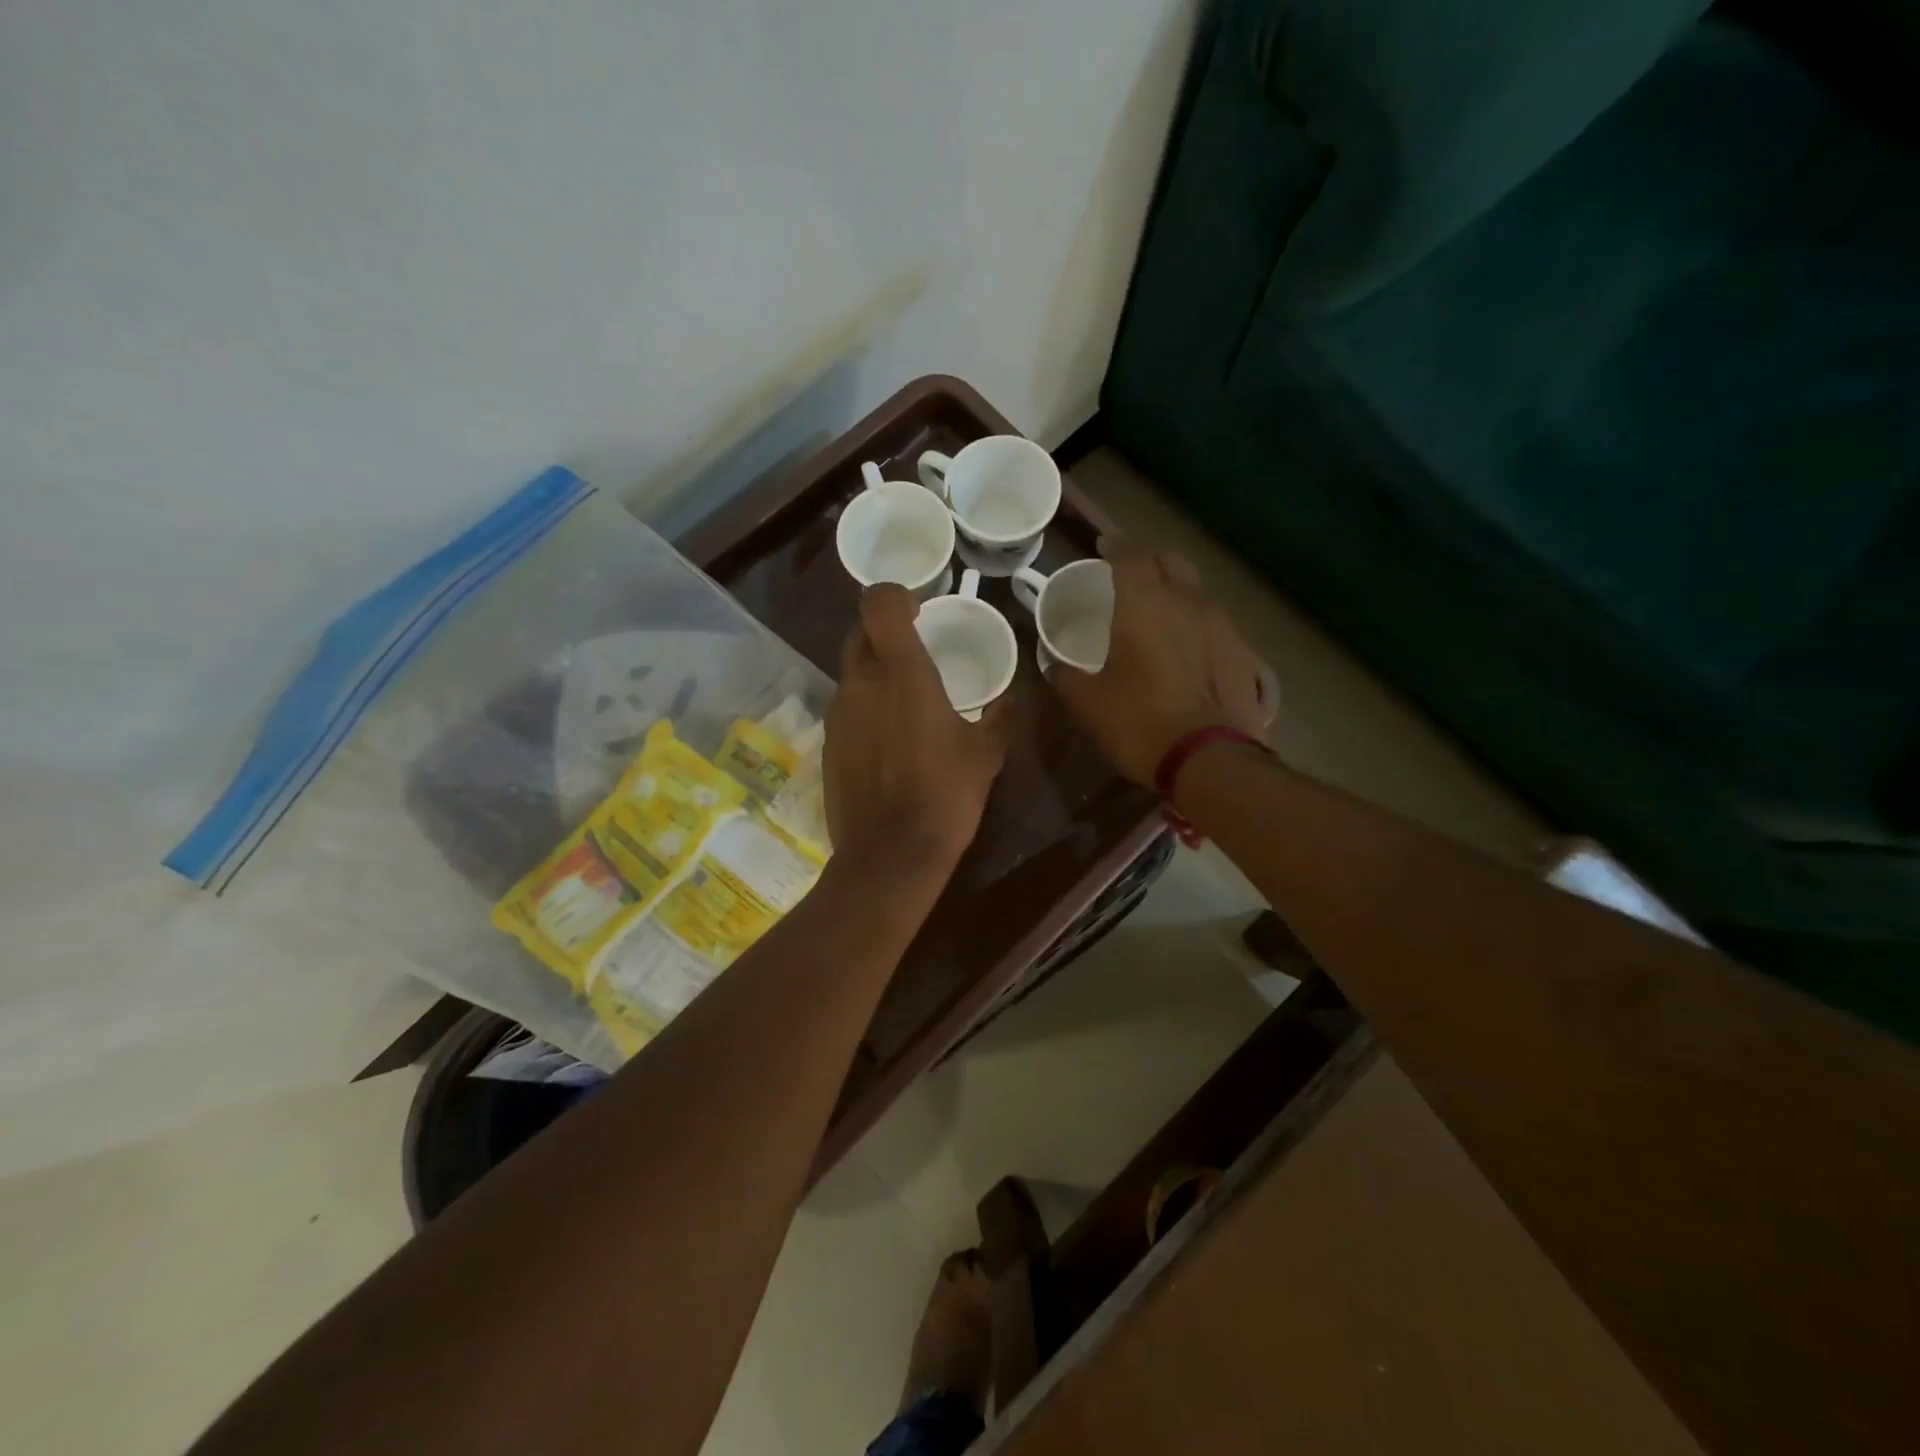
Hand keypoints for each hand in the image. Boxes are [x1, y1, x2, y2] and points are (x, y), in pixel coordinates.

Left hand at [824, 584, 1012, 872]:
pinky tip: (887, 741)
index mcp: (903, 673)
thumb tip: (1011, 700)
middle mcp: (861, 683)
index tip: (918, 609)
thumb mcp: (986, 755)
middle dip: (883, 633)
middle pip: (859, 633)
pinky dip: (863, 709)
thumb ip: (1000, 718)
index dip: (894, 595)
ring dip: (873, 674)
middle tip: (912, 652)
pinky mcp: (827, 743)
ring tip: (904, 703)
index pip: (878, 603)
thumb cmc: (946, 794)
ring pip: (851, 673)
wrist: (891, 853)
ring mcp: (838, 714)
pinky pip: (844, 709)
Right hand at [1047, 537, 1274, 785]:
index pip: (1130, 556)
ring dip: (1176, 586)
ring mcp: (1221, 625)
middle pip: (1170, 560)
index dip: (1115, 545)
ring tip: (1159, 605)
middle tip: (1130, 571)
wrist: (1209, 760)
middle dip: (1148, 558)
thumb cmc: (1139, 723)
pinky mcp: (1243, 651)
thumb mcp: (1088, 704)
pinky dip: (1197, 619)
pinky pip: (1215, 620)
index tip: (1102, 545)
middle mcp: (1186, 602)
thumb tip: (1053, 664)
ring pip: (1197, 588)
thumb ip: (1066, 676)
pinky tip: (1189, 642)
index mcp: (1143, 606)